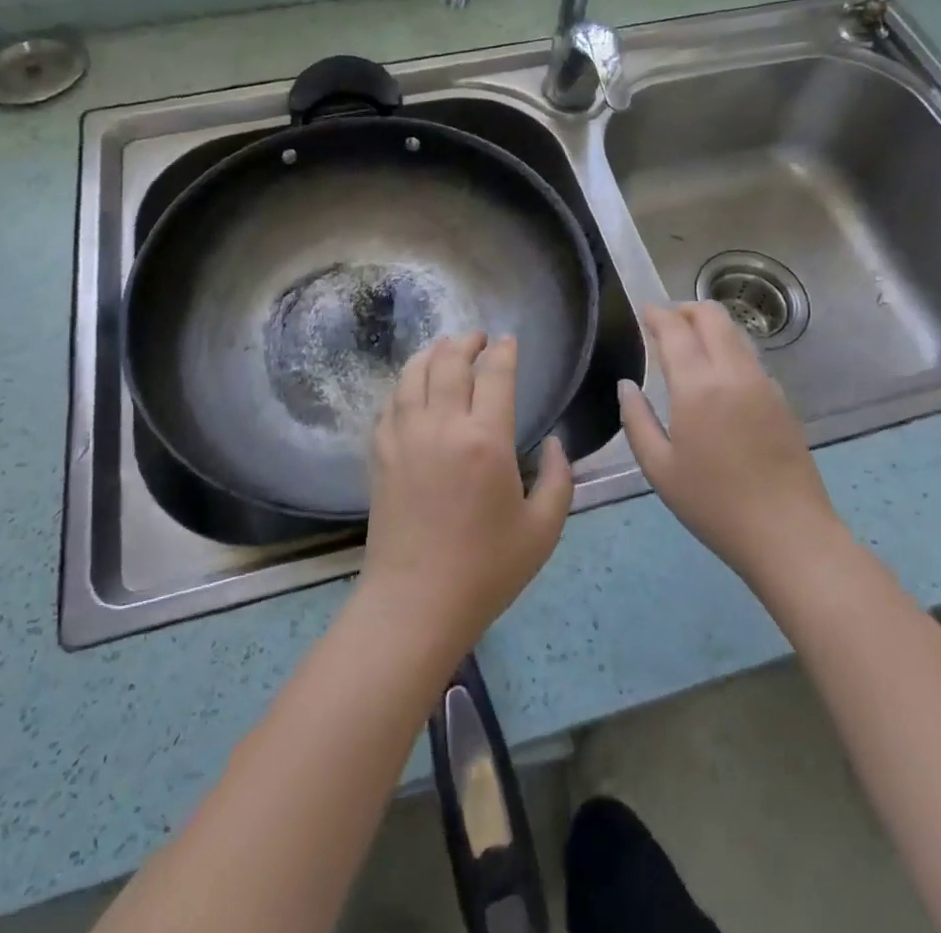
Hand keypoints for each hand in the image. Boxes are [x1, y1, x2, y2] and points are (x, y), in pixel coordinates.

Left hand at [361, 333, 573, 658]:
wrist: (416, 602)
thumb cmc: (487, 569)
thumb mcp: (544, 530)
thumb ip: (560, 479)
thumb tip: (559, 443)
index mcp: (486, 440)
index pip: (495, 374)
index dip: (504, 351)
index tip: (509, 341)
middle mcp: (442, 425)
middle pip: (450, 362)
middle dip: (466, 342)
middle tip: (478, 338)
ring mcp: (405, 436)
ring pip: (414, 373)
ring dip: (432, 353)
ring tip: (445, 349)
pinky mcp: (381, 452)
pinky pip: (391, 402)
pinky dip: (405, 383)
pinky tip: (414, 386)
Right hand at [619, 302, 846, 589]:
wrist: (790, 535)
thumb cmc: (714, 505)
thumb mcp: (659, 468)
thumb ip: (637, 420)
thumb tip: (627, 385)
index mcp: (698, 386)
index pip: (676, 329)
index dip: (657, 314)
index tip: (643, 312)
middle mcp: (733, 372)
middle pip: (712, 315)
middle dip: (685, 310)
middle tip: (664, 324)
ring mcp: (763, 383)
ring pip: (735, 332)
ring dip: (709, 327)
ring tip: (688, 346)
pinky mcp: (782, 399)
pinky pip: (750, 357)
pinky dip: (728, 350)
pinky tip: (716, 378)